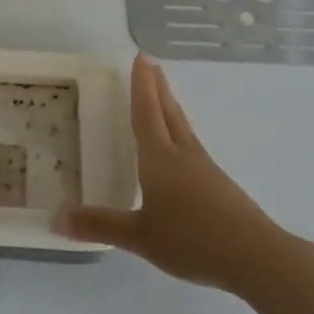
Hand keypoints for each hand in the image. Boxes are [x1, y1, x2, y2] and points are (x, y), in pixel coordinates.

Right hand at [58, 55, 287, 292]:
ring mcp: (204, 167)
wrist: (255, 256)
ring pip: (182, 126)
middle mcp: (182, 154)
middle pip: (168, 111)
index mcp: (160, 157)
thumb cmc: (192, 239)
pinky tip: (182, 147)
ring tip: (164, 95)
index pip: (146, 112)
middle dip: (157, 87)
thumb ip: (101, 225)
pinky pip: (192, 145)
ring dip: (170, 105)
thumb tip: (58, 218)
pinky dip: (180, 131)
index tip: (140, 57)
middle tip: (150, 63)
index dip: (141, 85)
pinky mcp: (218, 184)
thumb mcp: (140, 237)